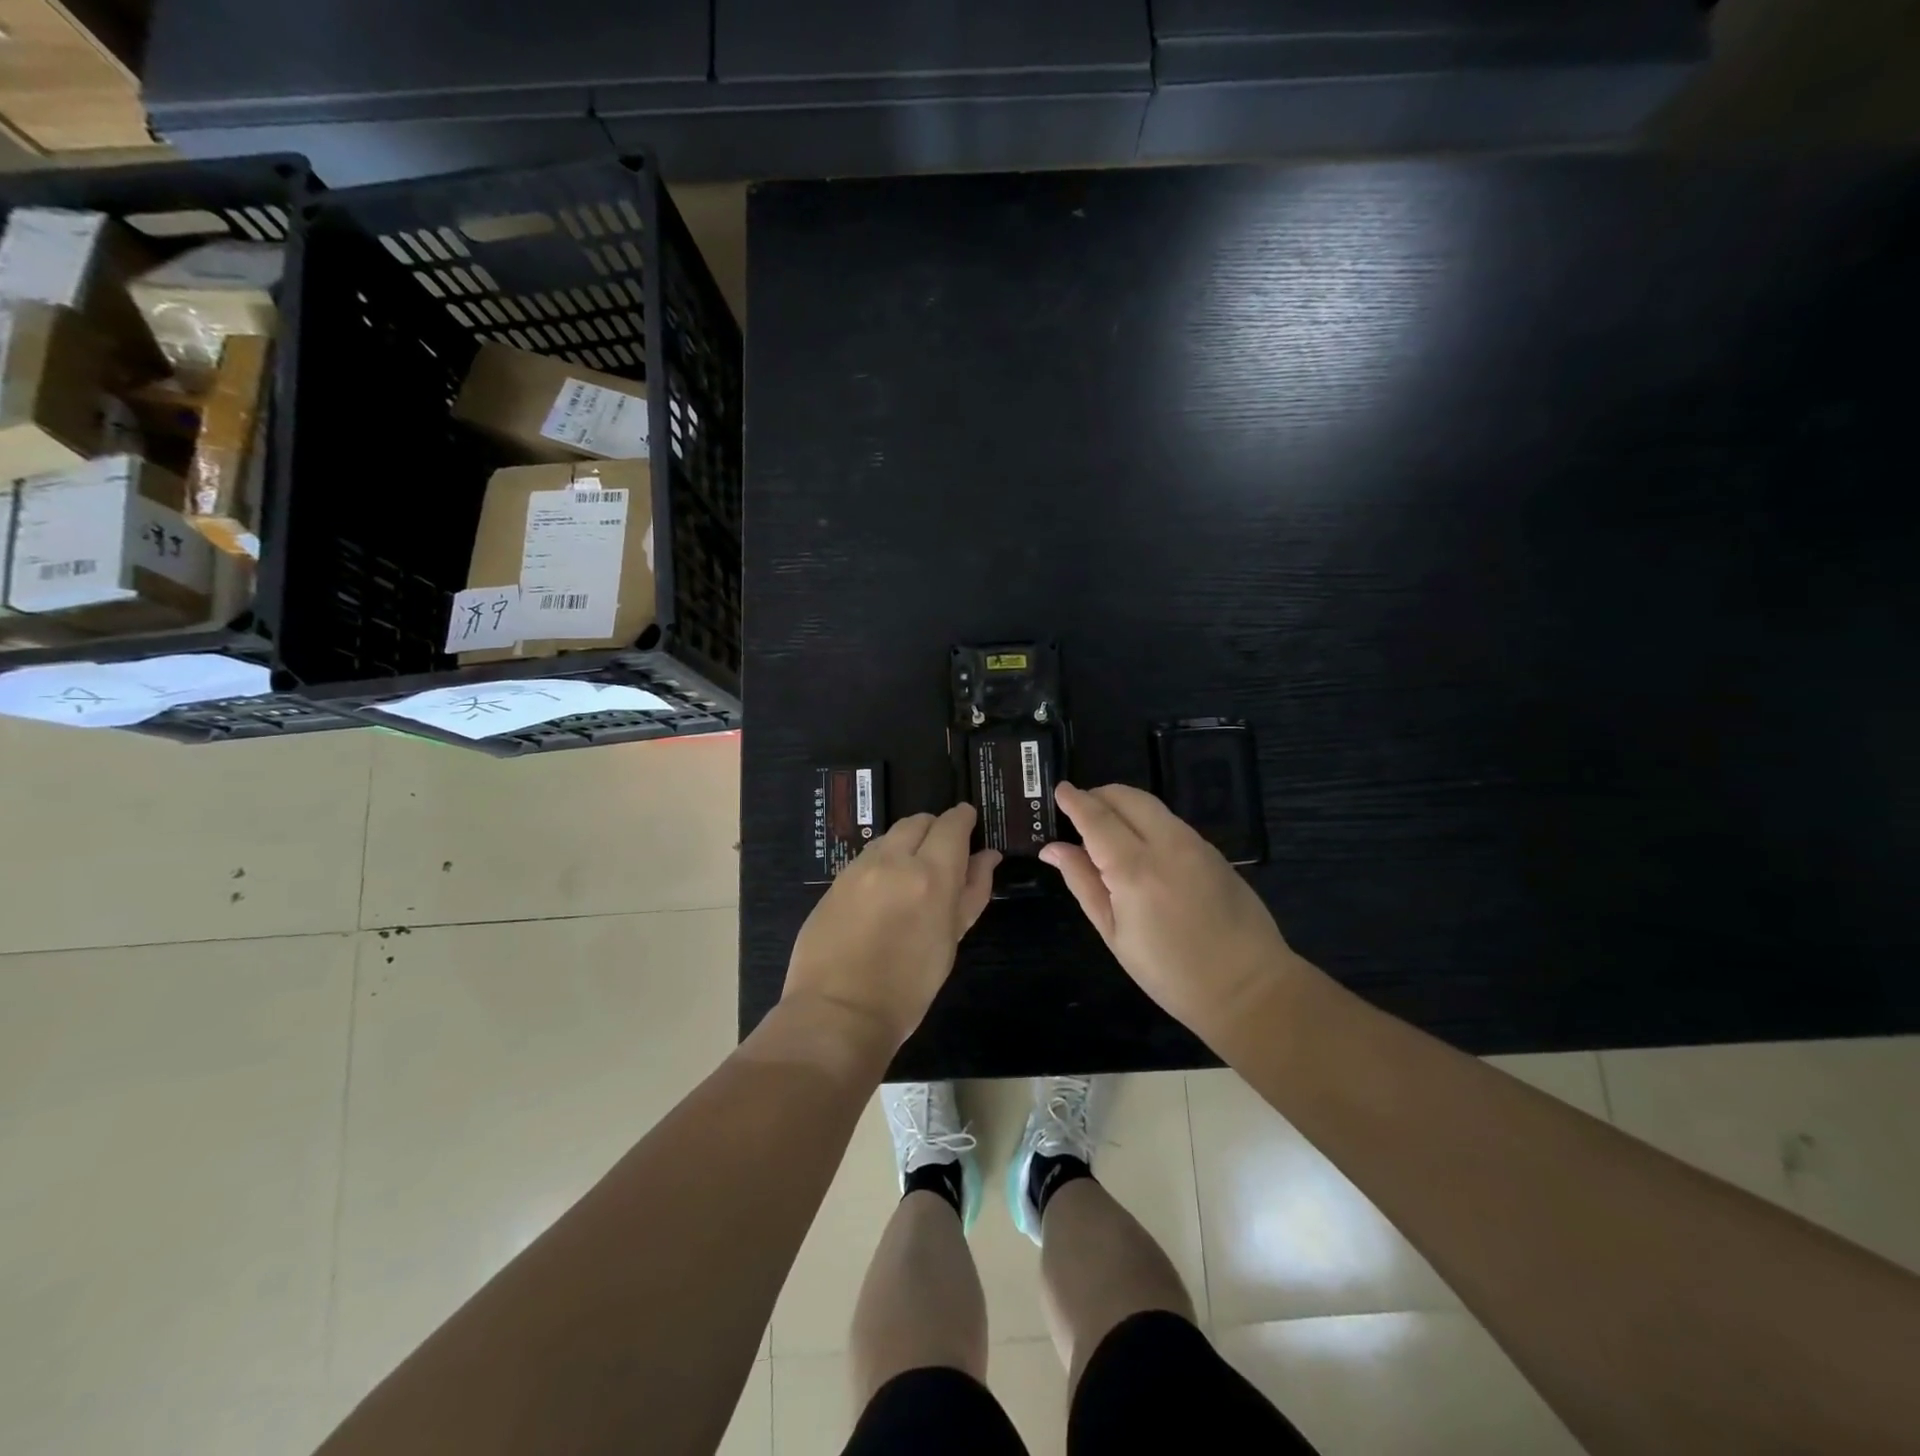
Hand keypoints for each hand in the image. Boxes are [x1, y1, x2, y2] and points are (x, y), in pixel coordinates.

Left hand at [783, 803, 999, 1049]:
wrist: (838, 1013)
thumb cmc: (908, 987)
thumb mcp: (950, 940)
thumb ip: (972, 892)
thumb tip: (987, 856)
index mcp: (930, 875)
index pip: (952, 825)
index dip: (964, 818)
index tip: (970, 822)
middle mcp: (893, 860)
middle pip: (918, 821)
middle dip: (935, 828)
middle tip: (944, 852)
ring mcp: (858, 868)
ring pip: (890, 836)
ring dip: (907, 843)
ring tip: (912, 873)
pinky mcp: (834, 882)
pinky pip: (866, 857)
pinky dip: (883, 861)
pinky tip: (883, 890)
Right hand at [1041, 782, 1303, 1042]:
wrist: (1247, 988)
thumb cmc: (1169, 972)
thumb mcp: (1114, 933)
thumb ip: (1083, 882)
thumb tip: (1052, 848)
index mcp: (1134, 869)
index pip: (1097, 818)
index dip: (1075, 801)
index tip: (1059, 790)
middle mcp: (1166, 844)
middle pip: (1126, 797)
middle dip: (1099, 796)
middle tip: (1079, 810)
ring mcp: (1195, 844)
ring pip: (1151, 805)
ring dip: (1123, 805)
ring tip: (1106, 827)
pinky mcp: (1213, 851)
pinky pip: (1171, 821)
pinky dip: (1147, 820)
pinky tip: (1140, 845)